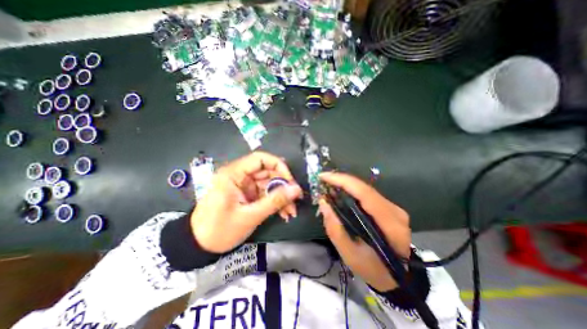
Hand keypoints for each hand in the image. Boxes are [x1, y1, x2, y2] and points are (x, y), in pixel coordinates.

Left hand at [193, 151, 302, 252]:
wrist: (198, 246)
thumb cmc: (220, 230)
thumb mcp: (250, 216)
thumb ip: (275, 201)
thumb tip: (296, 189)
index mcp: (234, 174)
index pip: (261, 158)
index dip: (279, 166)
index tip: (290, 181)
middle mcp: (239, 175)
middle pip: (267, 172)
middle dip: (283, 185)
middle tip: (296, 199)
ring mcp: (244, 185)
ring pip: (269, 184)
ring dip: (281, 196)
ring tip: (291, 211)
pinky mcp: (247, 194)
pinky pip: (265, 193)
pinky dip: (275, 202)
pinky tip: (284, 213)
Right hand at [319, 172, 408, 289]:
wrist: (398, 277)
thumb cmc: (373, 269)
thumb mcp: (349, 254)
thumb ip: (334, 228)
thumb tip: (323, 202)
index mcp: (389, 225)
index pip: (365, 194)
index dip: (343, 181)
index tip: (323, 176)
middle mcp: (395, 211)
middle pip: (365, 188)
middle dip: (341, 181)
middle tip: (323, 180)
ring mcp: (395, 208)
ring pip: (366, 189)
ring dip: (346, 185)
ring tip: (329, 185)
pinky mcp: (391, 208)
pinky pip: (368, 194)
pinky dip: (352, 191)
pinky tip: (341, 193)